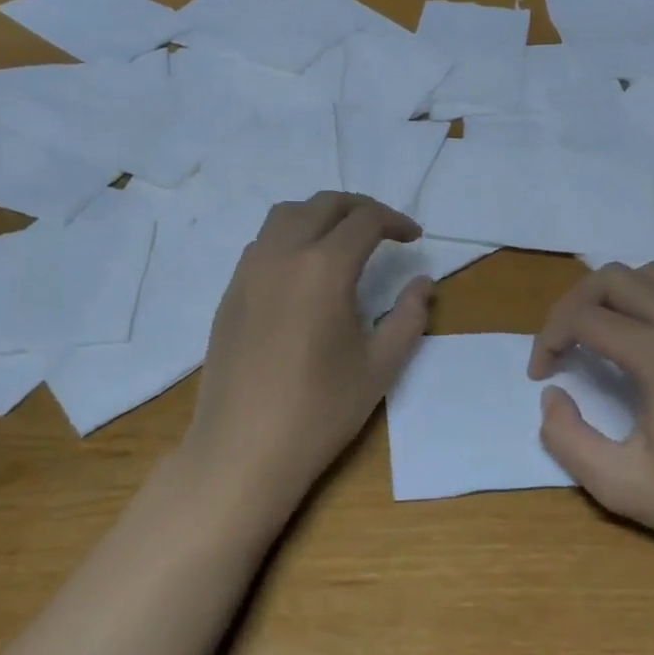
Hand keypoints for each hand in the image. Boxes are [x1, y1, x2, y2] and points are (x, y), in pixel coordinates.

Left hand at [184, 192, 431, 515]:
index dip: (395, 221)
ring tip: (343, 242)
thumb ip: (410, 316)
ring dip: (320, 216)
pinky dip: (291, 238)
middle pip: (322, 204)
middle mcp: (282, 255)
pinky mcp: (230, 293)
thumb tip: (423, 282)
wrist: (243, 449)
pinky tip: (305, 274)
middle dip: (359, 208)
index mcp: (323, 268)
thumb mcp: (381, 366)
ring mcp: (248, 272)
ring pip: (285, 216)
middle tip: (384, 230)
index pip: (364, 220)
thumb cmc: (320, 410)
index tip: (414, 238)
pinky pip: (262, 244)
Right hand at [528, 262, 653, 571]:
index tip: (541, 374)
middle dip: (573, 304)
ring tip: (598, 336)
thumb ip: (567, 438)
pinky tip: (646, 343)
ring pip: (653, 275)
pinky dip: (651, 301)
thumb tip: (553, 395)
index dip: (549, 337)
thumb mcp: (620, 486)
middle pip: (614, 278)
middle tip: (561, 347)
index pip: (584, 316)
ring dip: (614, 295)